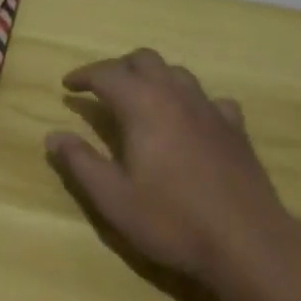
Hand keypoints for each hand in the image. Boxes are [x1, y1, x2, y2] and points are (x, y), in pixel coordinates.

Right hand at [47, 47, 293, 287]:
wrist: (247, 241)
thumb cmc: (173, 219)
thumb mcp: (114, 199)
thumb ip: (81, 163)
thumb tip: (53, 135)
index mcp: (142, 103)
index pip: (106, 73)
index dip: (83, 76)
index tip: (68, 86)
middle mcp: (174, 93)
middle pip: (143, 59)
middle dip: (119, 68)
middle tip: (103, 89)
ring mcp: (208, 107)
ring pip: (176, 72)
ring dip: (154, 78)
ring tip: (142, 100)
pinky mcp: (235, 127)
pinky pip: (209, 99)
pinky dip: (192, 102)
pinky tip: (191, 122)